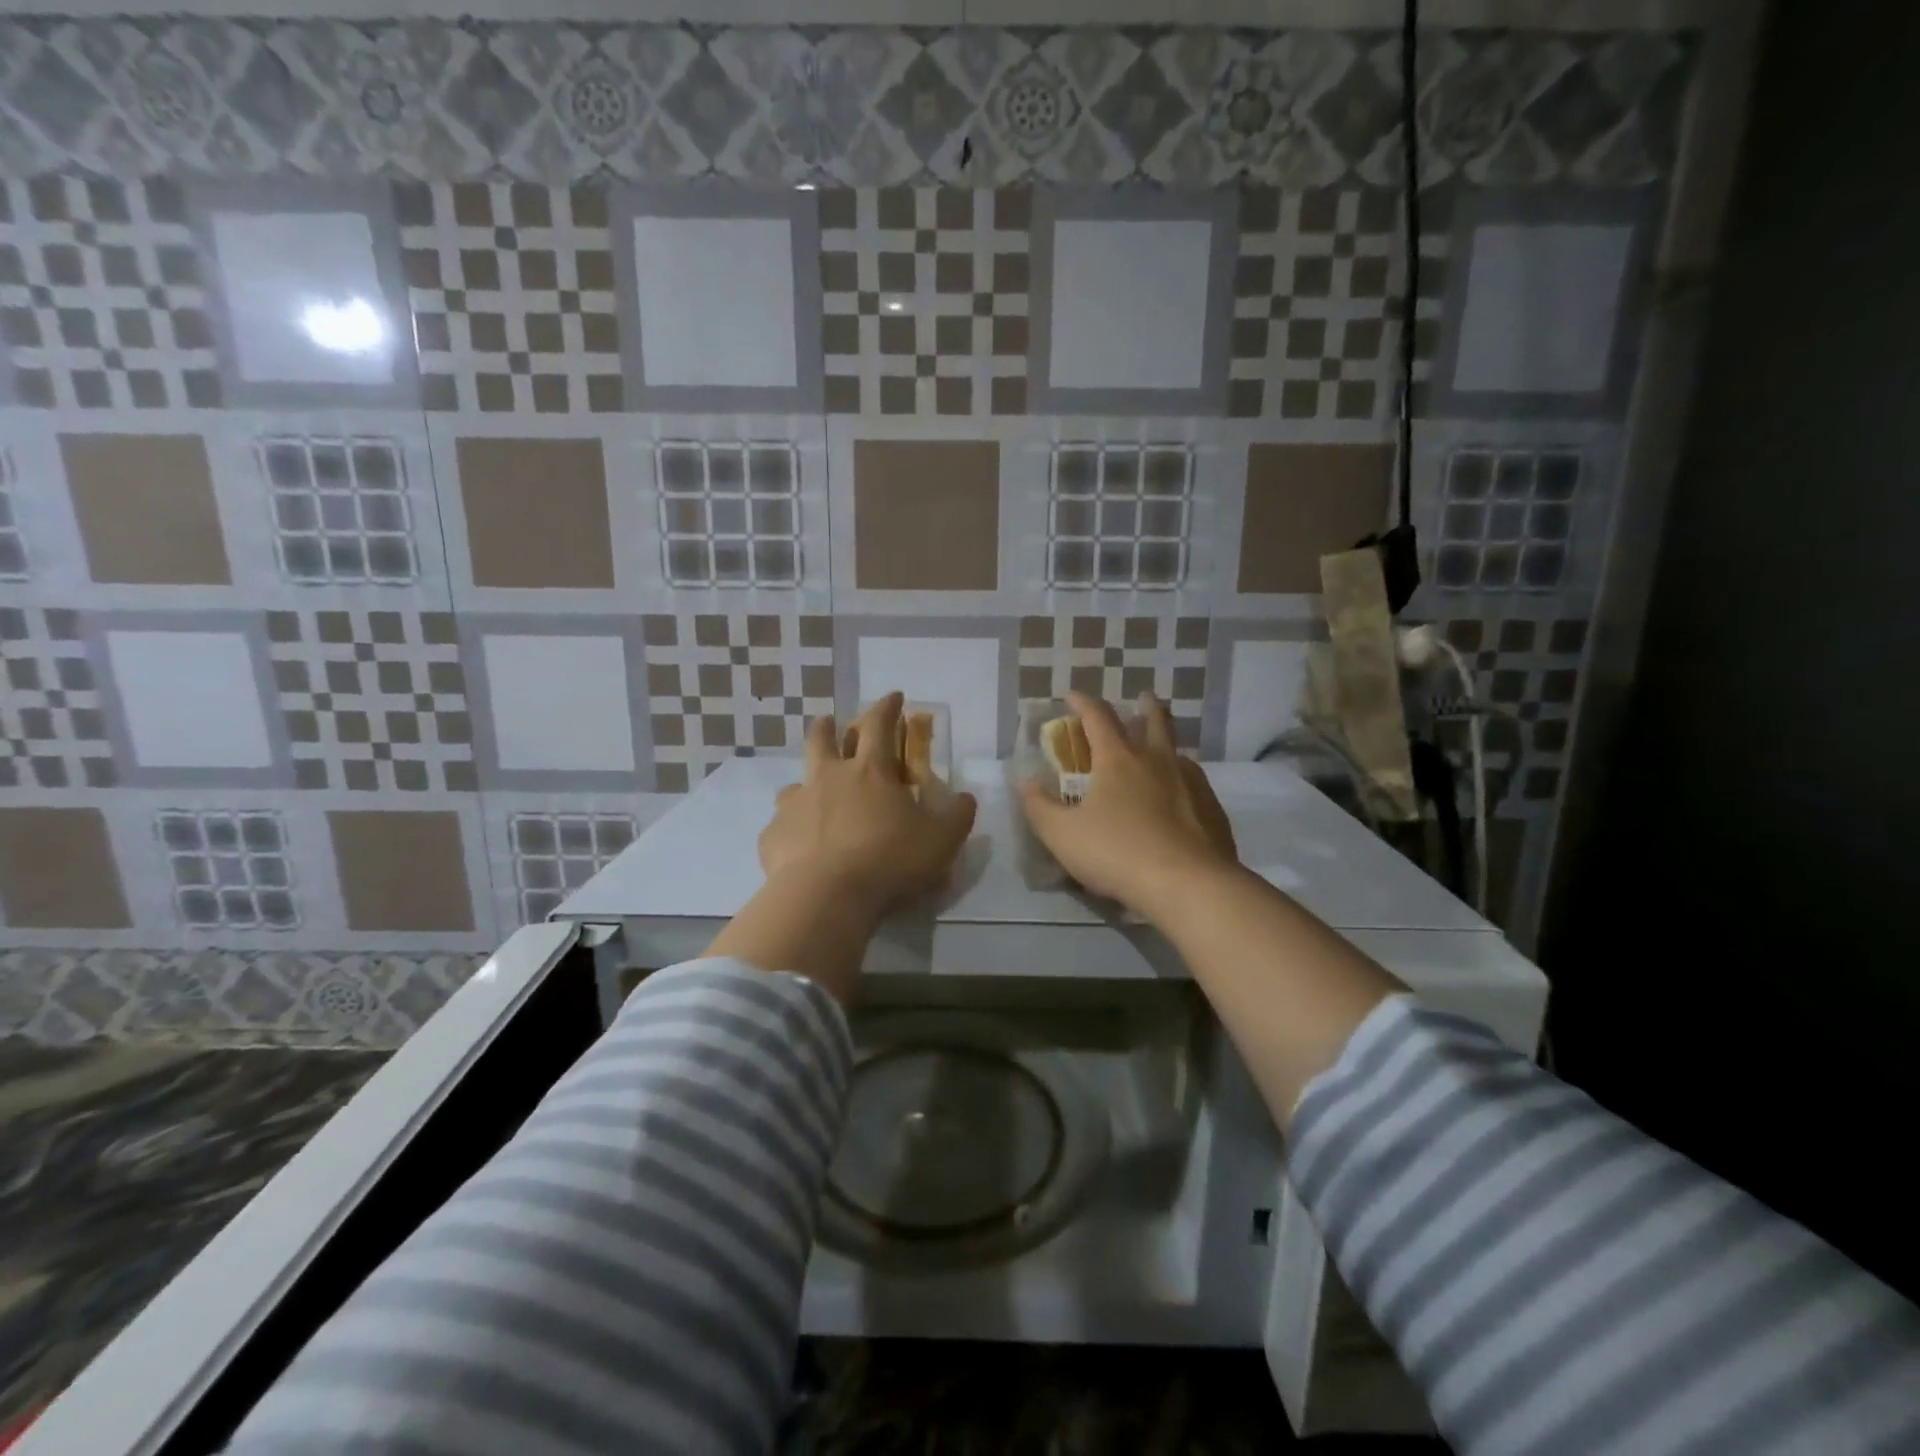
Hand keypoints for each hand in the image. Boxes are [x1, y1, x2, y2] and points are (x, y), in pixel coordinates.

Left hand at [760, 692, 977, 915]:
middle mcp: (828, 778)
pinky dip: (792, 829)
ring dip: (807, 782)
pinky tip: (799, 846)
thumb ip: (957, 815)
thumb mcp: (941, 839)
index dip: (887, 707)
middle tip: (829, 721)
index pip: (879, 725)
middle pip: (822, 739)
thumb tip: (964, 797)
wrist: (826, 895)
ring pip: (796, 782)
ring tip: (813, 795)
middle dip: (828, 726)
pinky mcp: (773, 835)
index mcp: (870, 771)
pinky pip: (781, 825)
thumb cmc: (889, 859)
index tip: (894, 696)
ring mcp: (795, 804)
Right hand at [1018, 692, 1238, 917]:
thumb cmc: (1117, 853)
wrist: (1188, 885)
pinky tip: (1179, 799)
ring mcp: (1191, 783)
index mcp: (1119, 759)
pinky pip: (1195, 784)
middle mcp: (1158, 761)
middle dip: (1145, 706)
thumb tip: (1026, 782)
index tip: (1072, 695)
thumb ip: (1039, 807)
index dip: (1083, 702)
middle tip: (1142, 698)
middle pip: (1154, 720)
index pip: (1098, 717)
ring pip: (1178, 751)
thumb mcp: (1062, 835)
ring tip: (1159, 753)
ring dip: (1166, 744)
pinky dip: (1182, 781)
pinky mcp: (1212, 810)